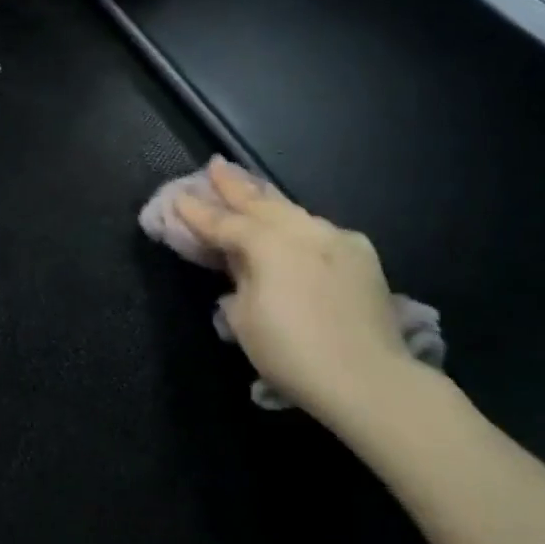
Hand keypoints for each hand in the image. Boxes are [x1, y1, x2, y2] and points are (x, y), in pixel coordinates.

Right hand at [174, 158, 419, 429]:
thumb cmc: (291, 353)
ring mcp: (336, 239)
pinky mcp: (361, 255)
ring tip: (251, 189)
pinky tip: (294, 229)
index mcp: (267, 244)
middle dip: (235, 185)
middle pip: (261, 203)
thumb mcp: (244, 319)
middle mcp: (302, 230)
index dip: (197, 212)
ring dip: (268, 200)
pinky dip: (298, 226)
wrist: (367, 378)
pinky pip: (319, 231)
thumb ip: (238, 281)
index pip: (223, 223)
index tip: (177, 197)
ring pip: (293, 212)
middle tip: (216, 166)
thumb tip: (241, 267)